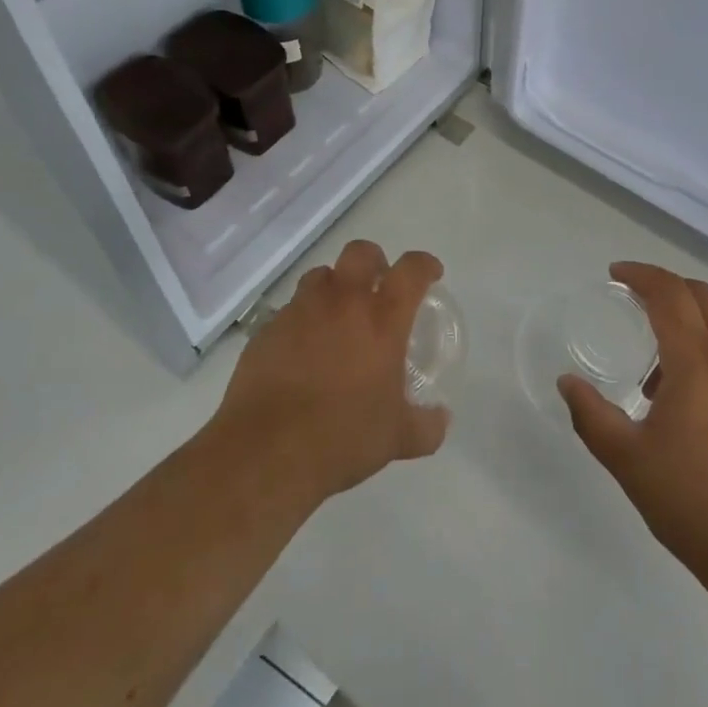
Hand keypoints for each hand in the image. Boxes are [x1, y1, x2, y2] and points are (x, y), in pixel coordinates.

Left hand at [212, 240, 449, 506]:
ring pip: (321, 276)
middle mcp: (342, 302)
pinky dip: (302, 320)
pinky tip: (303, 351)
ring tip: (337, 316)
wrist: (267, 452)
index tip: (430, 274)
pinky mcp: (267, 329)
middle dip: (374, 261)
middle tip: (378, 286)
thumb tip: (441, 419)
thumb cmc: (342, 438)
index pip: (411, 270)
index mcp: (382, 319)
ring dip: (334, 287)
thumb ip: (425, 426)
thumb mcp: (397, 439)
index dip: (424, 265)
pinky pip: (290, 310)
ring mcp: (301, 311)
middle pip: (360, 253)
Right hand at [559, 262, 707, 589]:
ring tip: (655, 378)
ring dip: (686, 330)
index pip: (669, 293)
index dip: (640, 274)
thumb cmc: (698, 505)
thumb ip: (592, 417)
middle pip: (701, 297)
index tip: (615, 274)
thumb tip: (567, 383)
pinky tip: (692, 412)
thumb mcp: (629, 462)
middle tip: (634, 301)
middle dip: (666, 287)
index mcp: (697, 361)